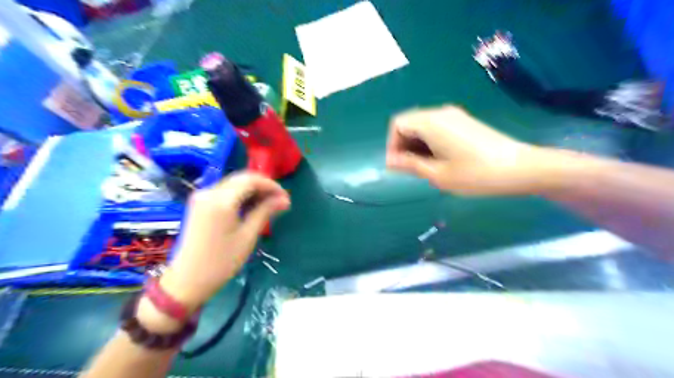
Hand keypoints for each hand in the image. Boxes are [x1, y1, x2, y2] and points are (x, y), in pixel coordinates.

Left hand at [161, 172, 292, 311]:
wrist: (187, 280)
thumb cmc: (221, 261)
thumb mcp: (247, 236)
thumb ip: (265, 211)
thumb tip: (284, 199)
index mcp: (220, 200)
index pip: (251, 180)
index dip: (271, 185)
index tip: (285, 197)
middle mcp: (209, 192)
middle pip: (242, 179)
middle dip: (263, 187)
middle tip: (280, 202)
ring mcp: (202, 197)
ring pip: (234, 184)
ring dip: (253, 191)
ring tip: (269, 206)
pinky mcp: (200, 204)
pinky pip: (225, 192)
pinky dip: (241, 196)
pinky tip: (252, 207)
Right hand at [387, 105, 549, 194]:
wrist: (520, 167)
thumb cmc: (475, 174)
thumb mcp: (438, 174)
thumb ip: (411, 165)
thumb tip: (391, 161)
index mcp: (431, 122)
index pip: (398, 124)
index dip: (392, 145)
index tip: (397, 166)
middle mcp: (440, 113)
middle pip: (409, 123)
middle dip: (403, 145)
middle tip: (408, 170)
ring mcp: (454, 116)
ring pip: (423, 126)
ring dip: (416, 145)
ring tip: (423, 168)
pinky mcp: (464, 122)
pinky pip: (436, 128)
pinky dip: (429, 142)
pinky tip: (438, 160)